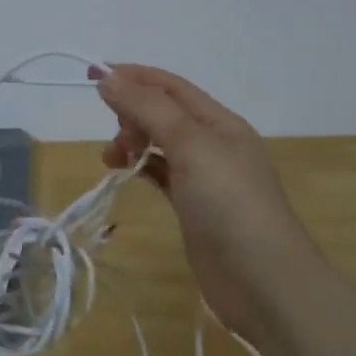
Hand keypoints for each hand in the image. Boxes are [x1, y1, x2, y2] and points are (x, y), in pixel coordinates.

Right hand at [97, 65, 316, 342]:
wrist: (263, 281)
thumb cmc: (229, 203)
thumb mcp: (190, 145)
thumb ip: (149, 109)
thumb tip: (108, 79)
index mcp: (219, 122)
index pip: (170, 86)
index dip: (132, 76)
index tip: (91, 74)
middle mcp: (214, 143)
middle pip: (164, 112)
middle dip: (132, 113)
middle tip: (114, 135)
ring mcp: (205, 178)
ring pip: (160, 143)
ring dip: (133, 141)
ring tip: (111, 159)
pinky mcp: (194, 207)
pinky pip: (162, 173)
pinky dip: (141, 167)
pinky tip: (125, 174)